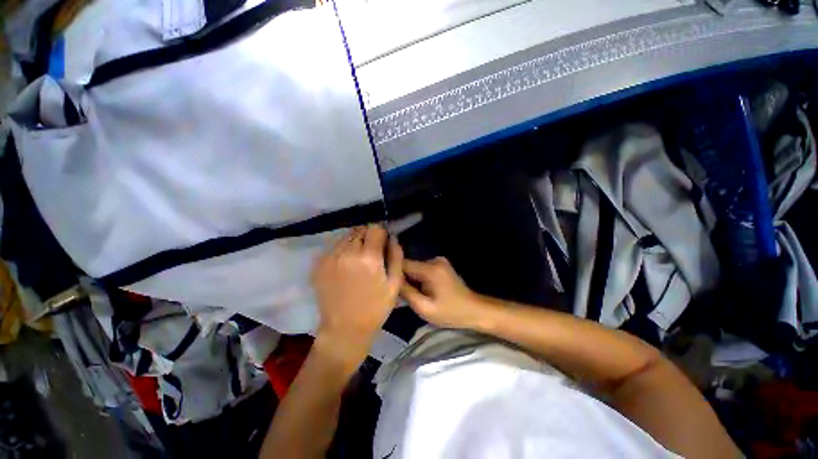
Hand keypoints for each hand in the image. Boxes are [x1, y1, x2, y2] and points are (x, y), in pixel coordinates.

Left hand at [312, 225, 403, 363]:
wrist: (344, 329)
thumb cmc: (375, 308)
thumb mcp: (395, 284)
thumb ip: (396, 256)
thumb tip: (392, 237)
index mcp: (368, 258)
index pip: (375, 228)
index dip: (381, 234)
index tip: (382, 243)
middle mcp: (347, 253)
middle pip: (360, 230)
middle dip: (368, 237)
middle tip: (371, 252)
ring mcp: (330, 258)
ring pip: (346, 237)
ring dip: (354, 242)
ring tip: (358, 259)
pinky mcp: (319, 264)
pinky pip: (334, 247)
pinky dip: (342, 251)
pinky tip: (346, 266)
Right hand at [400, 257, 489, 329]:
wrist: (474, 310)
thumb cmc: (450, 312)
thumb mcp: (425, 308)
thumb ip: (407, 293)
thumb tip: (392, 281)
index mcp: (430, 268)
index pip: (403, 264)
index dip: (393, 273)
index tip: (387, 284)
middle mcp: (434, 260)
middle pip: (409, 265)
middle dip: (403, 279)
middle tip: (400, 295)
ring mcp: (439, 261)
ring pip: (415, 268)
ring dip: (411, 280)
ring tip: (411, 295)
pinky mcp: (441, 265)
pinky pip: (423, 269)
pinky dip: (419, 279)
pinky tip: (421, 291)